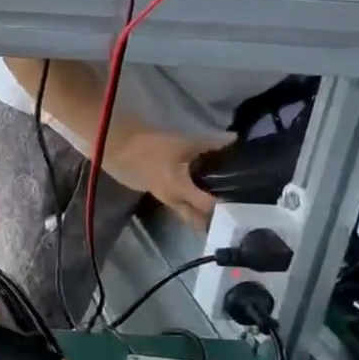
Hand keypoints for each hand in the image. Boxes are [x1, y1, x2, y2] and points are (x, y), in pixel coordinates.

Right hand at [102, 126, 230, 229]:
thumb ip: (210, 144)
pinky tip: (191, 189)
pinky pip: (174, 201)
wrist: (117, 146)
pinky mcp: (153, 190)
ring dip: (197, 211)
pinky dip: (186, 199)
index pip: (208, 206)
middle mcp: (172, 200)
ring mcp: (161, 197)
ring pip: (184, 211)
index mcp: (181, 190)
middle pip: (195, 218)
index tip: (242, 203)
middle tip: (229, 211)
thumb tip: (234, 141)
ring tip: (214, 202)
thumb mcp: (183, 142)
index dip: (225, 206)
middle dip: (211, 219)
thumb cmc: (151, 146)